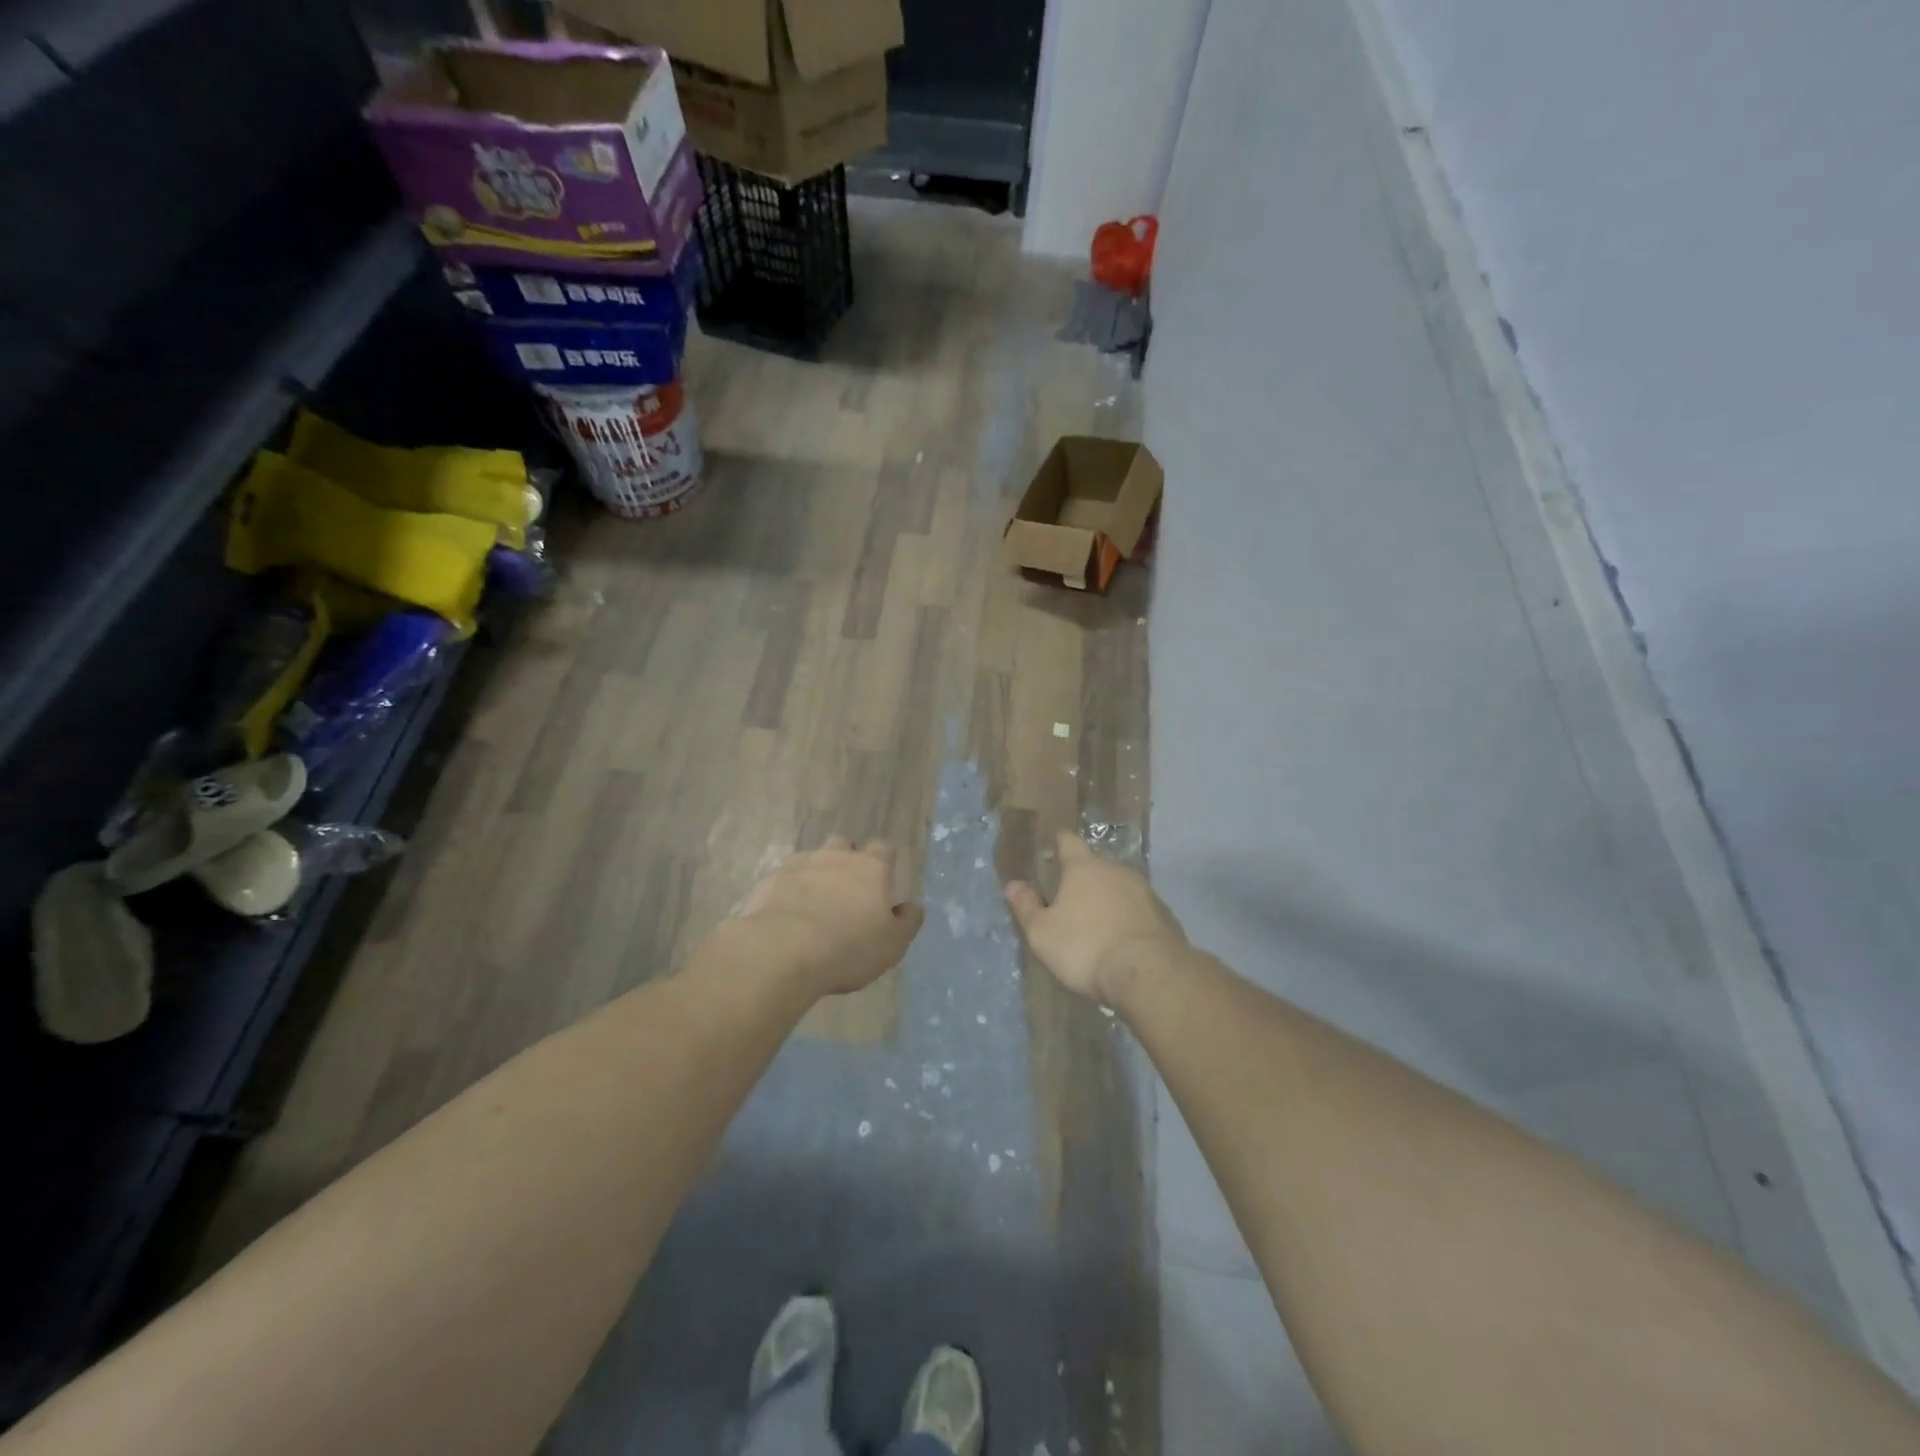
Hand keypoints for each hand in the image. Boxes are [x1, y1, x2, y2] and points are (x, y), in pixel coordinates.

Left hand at [729, 837, 924, 997]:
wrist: (783, 951)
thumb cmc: (848, 948)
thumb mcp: (892, 944)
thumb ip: (907, 922)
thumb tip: (912, 907)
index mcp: (871, 868)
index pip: (883, 849)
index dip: (884, 861)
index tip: (882, 880)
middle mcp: (836, 857)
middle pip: (844, 844)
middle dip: (846, 859)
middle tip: (846, 890)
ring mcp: (800, 865)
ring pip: (812, 858)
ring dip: (815, 874)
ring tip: (814, 903)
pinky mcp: (770, 880)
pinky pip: (784, 878)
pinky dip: (789, 890)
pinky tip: (787, 913)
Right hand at [1005, 832, 1187, 1006]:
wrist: (1149, 973)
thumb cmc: (1086, 947)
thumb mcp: (1042, 933)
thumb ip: (1026, 907)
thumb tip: (1013, 885)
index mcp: (1083, 867)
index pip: (1069, 841)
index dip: (1059, 841)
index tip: (1052, 845)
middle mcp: (1116, 869)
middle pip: (1097, 861)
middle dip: (1084, 872)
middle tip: (1070, 890)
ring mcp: (1145, 890)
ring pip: (1120, 884)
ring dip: (1109, 895)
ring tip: (1097, 916)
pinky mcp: (1164, 914)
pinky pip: (1139, 907)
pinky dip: (1129, 914)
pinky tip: (1123, 935)